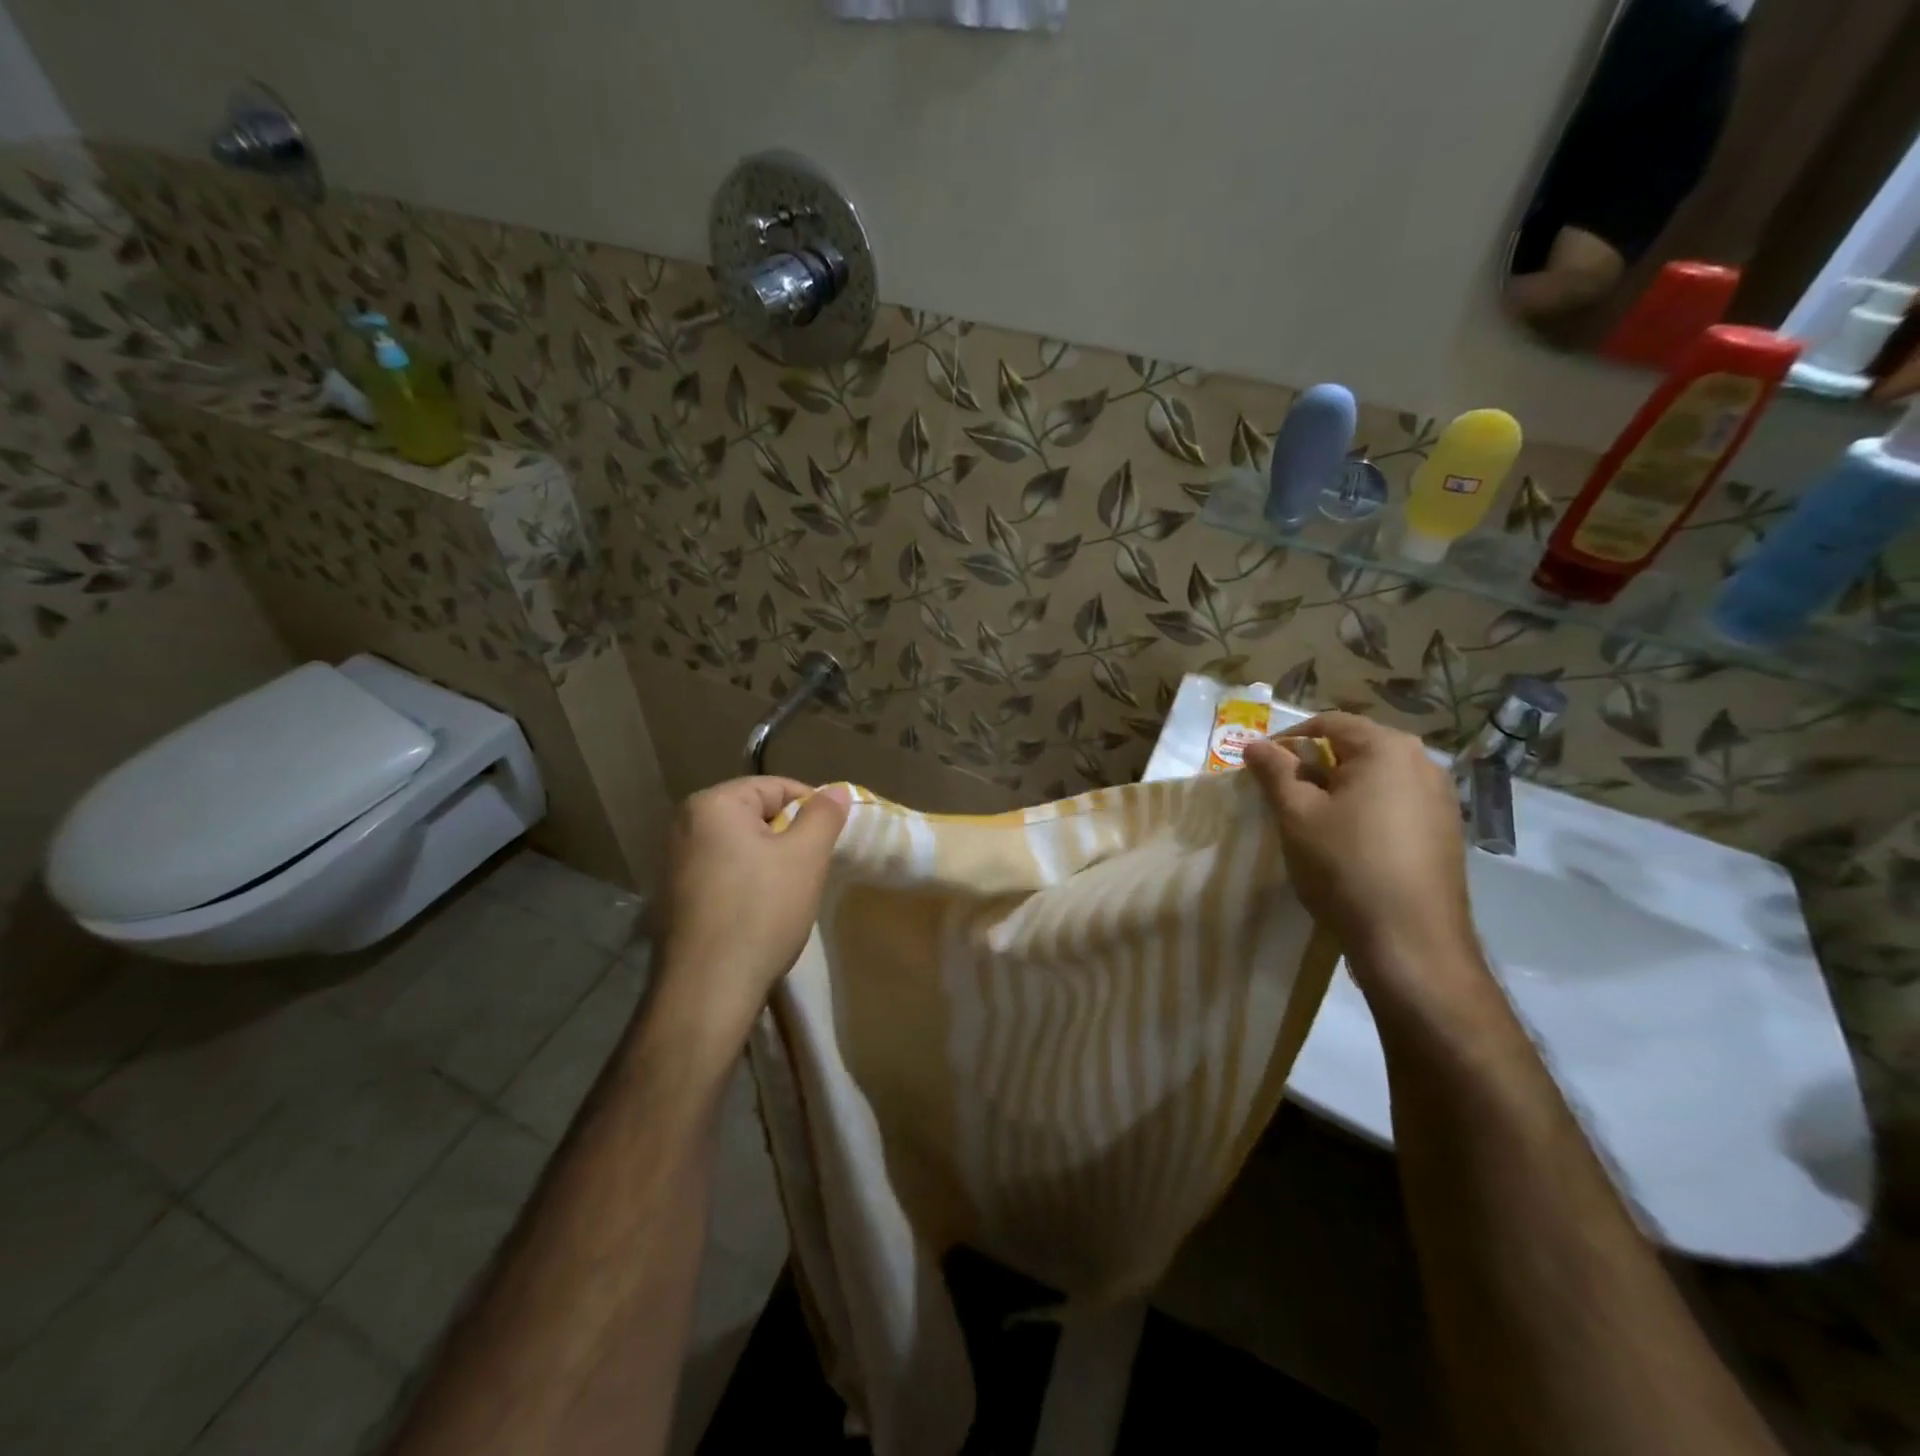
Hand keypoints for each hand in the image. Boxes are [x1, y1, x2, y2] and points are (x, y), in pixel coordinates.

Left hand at [656, 777, 850, 1040]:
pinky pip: (721, 873)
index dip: (812, 808)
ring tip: (791, 892)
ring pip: (739, 846)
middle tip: (814, 867)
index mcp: (712, 804)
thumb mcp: (805, 857)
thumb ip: (823, 815)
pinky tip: (761, 913)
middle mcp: (684, 825)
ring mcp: (672, 863)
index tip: (832, 839)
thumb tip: (835, 790)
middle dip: (789, 836)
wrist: (705, 991)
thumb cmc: (760, 912)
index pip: (775, 787)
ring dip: (769, 862)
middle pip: (755, 815)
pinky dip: (746, 883)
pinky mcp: (672, 898)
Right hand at [1243, 714, 1478, 984]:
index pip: (1328, 723)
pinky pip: (1397, 804)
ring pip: (1377, 778)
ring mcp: (1442, 799)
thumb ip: (1275, 772)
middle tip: (1283, 795)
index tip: (1261, 768)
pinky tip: (1348, 844)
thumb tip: (1255, 744)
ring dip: (1340, 789)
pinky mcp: (1446, 832)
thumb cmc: (1345, 866)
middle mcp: (1423, 763)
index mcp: (1387, 748)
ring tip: (1312, 820)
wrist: (1411, 942)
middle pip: (1356, 747)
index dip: (1288, 740)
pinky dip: (1366, 811)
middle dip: (1315, 765)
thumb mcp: (1297, 815)